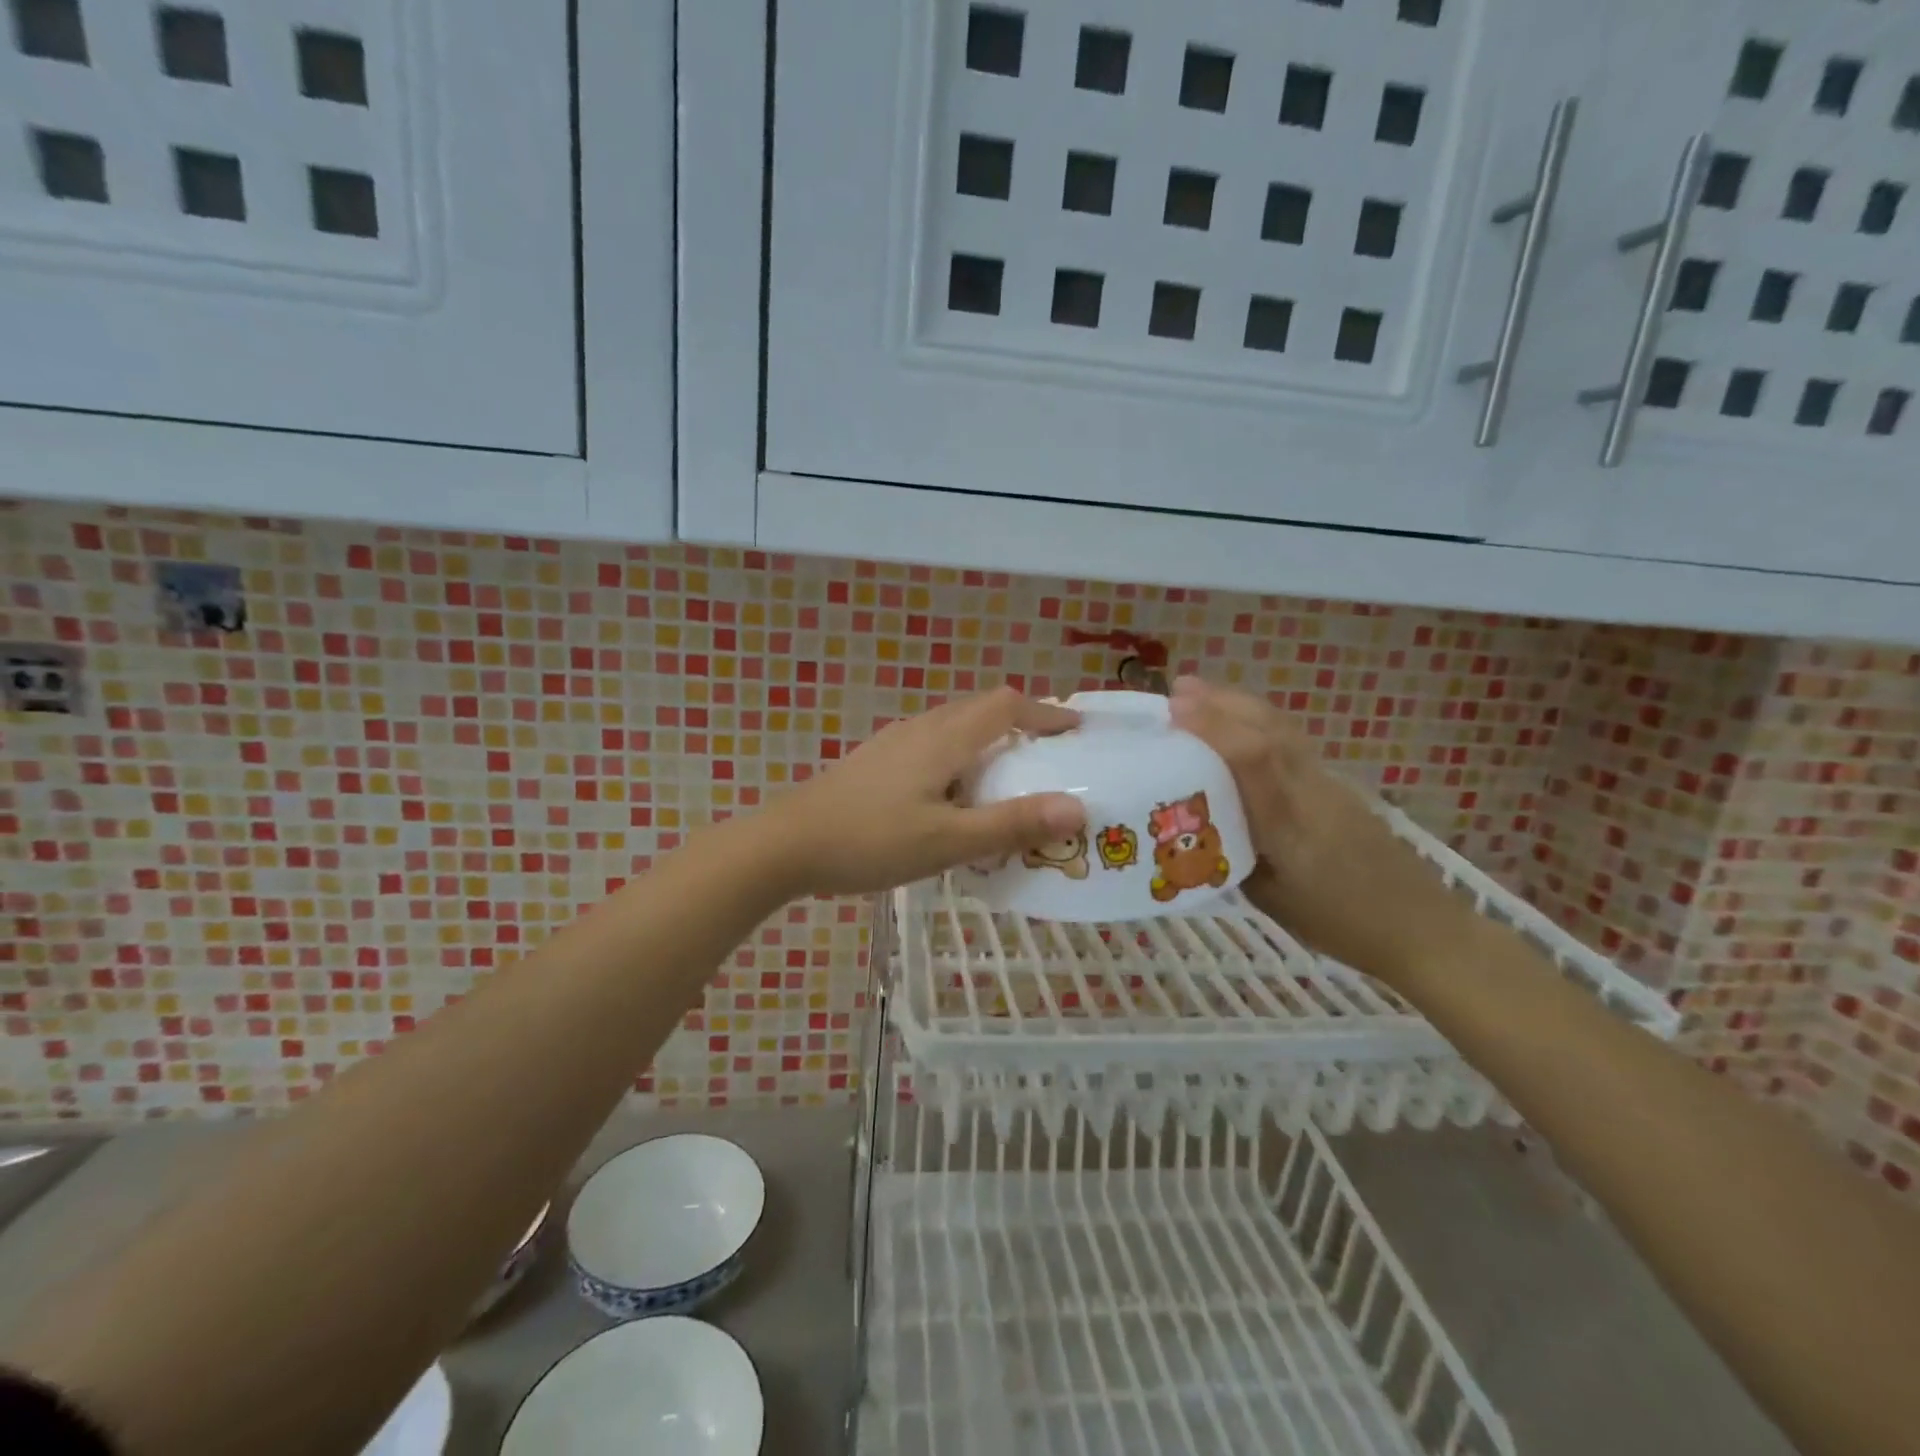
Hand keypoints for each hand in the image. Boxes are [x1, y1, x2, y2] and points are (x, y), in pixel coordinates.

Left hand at [764, 687, 1086, 896]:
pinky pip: (934, 744)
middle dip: (1022, 723)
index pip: (1007, 705)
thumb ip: (1012, 824)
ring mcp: (894, 743)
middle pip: (981, 708)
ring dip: (990, 740)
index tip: (1076, 730)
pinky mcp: (876, 761)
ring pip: (955, 726)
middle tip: (1051, 755)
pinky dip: (962, 756)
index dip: (1046, 712)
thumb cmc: (871, 840)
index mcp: (944, 739)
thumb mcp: (948, 841)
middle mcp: (921, 728)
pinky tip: (955, 795)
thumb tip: (1078, 808)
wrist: (787, 843)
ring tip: (1011, 776)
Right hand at [1169, 676, 1474, 983]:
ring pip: (1282, 730)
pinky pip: (1292, 742)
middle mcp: (1310, 791)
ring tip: (1201, 694)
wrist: (1421, 926)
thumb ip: (1232, 857)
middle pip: (1267, 729)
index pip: (1253, 758)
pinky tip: (1242, 724)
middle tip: (1177, 688)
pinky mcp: (1338, 785)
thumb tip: (1199, 827)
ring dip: (1240, 705)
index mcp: (1288, 824)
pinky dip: (1260, 722)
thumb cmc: (1341, 924)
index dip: (1214, 727)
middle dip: (1221, 703)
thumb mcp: (1271, 901)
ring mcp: (1329, 784)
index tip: (1175, 710)